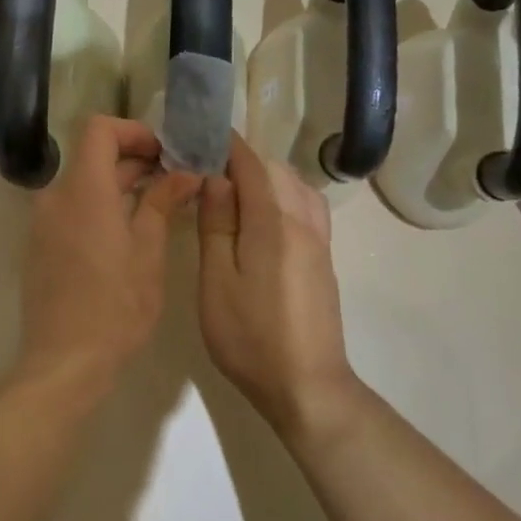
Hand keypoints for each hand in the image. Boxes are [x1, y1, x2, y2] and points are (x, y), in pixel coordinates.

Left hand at [18, 116, 200, 379]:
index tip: (163, 153)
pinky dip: (99, 207)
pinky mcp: (40, 245)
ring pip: (83, 185)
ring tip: (158, 205)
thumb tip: (183, 174)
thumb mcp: (148, 252)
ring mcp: (43, 222)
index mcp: (83, 190)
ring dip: (118, 185)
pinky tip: (128, 232)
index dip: (133, 131)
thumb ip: (161, 203)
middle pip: (92, 157)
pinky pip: (71, 209)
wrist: (65, 360)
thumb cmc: (115, 306)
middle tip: (174, 179)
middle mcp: (55, 197)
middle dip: (133, 160)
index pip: (99, 129)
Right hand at [196, 137, 355, 435]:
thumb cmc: (251, 336)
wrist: (307, 386)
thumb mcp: (218, 281)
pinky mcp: (323, 260)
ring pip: (295, 186)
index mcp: (275, 222)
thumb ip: (217, 225)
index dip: (225, 145)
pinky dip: (282, 195)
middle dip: (242, 160)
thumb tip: (217, 178)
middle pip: (276, 171)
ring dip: (264, 177)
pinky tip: (261, 215)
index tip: (197, 135)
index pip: (251, 164)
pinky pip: (306, 207)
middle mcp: (304, 222)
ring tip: (230, 189)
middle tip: (203, 168)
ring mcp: (319, 241)